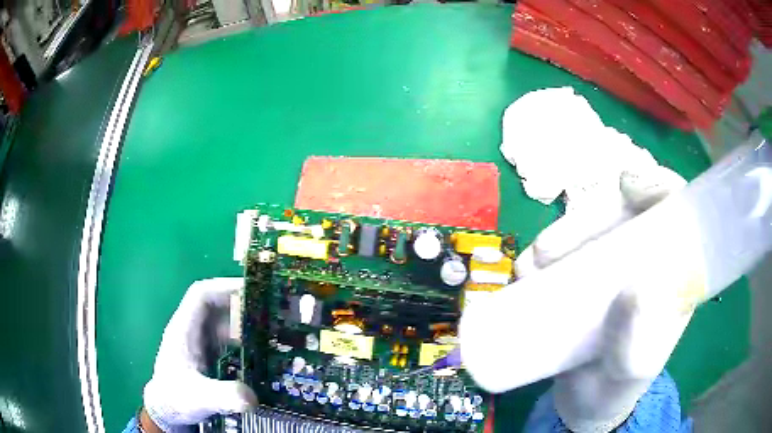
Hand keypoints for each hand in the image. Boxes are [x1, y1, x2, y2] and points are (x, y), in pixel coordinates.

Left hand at [143, 278, 256, 431]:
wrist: (168, 411)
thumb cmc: (176, 398)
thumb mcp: (199, 397)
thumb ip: (223, 396)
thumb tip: (253, 398)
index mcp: (184, 329)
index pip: (201, 295)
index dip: (223, 287)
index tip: (250, 290)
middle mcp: (192, 331)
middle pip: (216, 306)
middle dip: (241, 306)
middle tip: (270, 312)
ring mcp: (200, 343)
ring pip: (223, 323)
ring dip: (244, 324)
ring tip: (270, 331)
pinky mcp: (207, 356)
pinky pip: (227, 340)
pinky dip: (243, 341)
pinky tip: (258, 352)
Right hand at [460, 165, 694, 431]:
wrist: (583, 405)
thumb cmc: (617, 388)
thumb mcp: (633, 373)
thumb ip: (640, 344)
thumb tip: (636, 290)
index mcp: (672, 271)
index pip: (674, 209)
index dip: (655, 185)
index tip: (629, 190)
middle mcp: (644, 258)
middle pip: (624, 210)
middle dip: (589, 217)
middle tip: (550, 249)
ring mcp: (611, 265)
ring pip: (591, 226)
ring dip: (559, 235)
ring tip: (531, 267)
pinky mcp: (581, 276)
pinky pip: (566, 250)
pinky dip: (544, 252)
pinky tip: (527, 269)